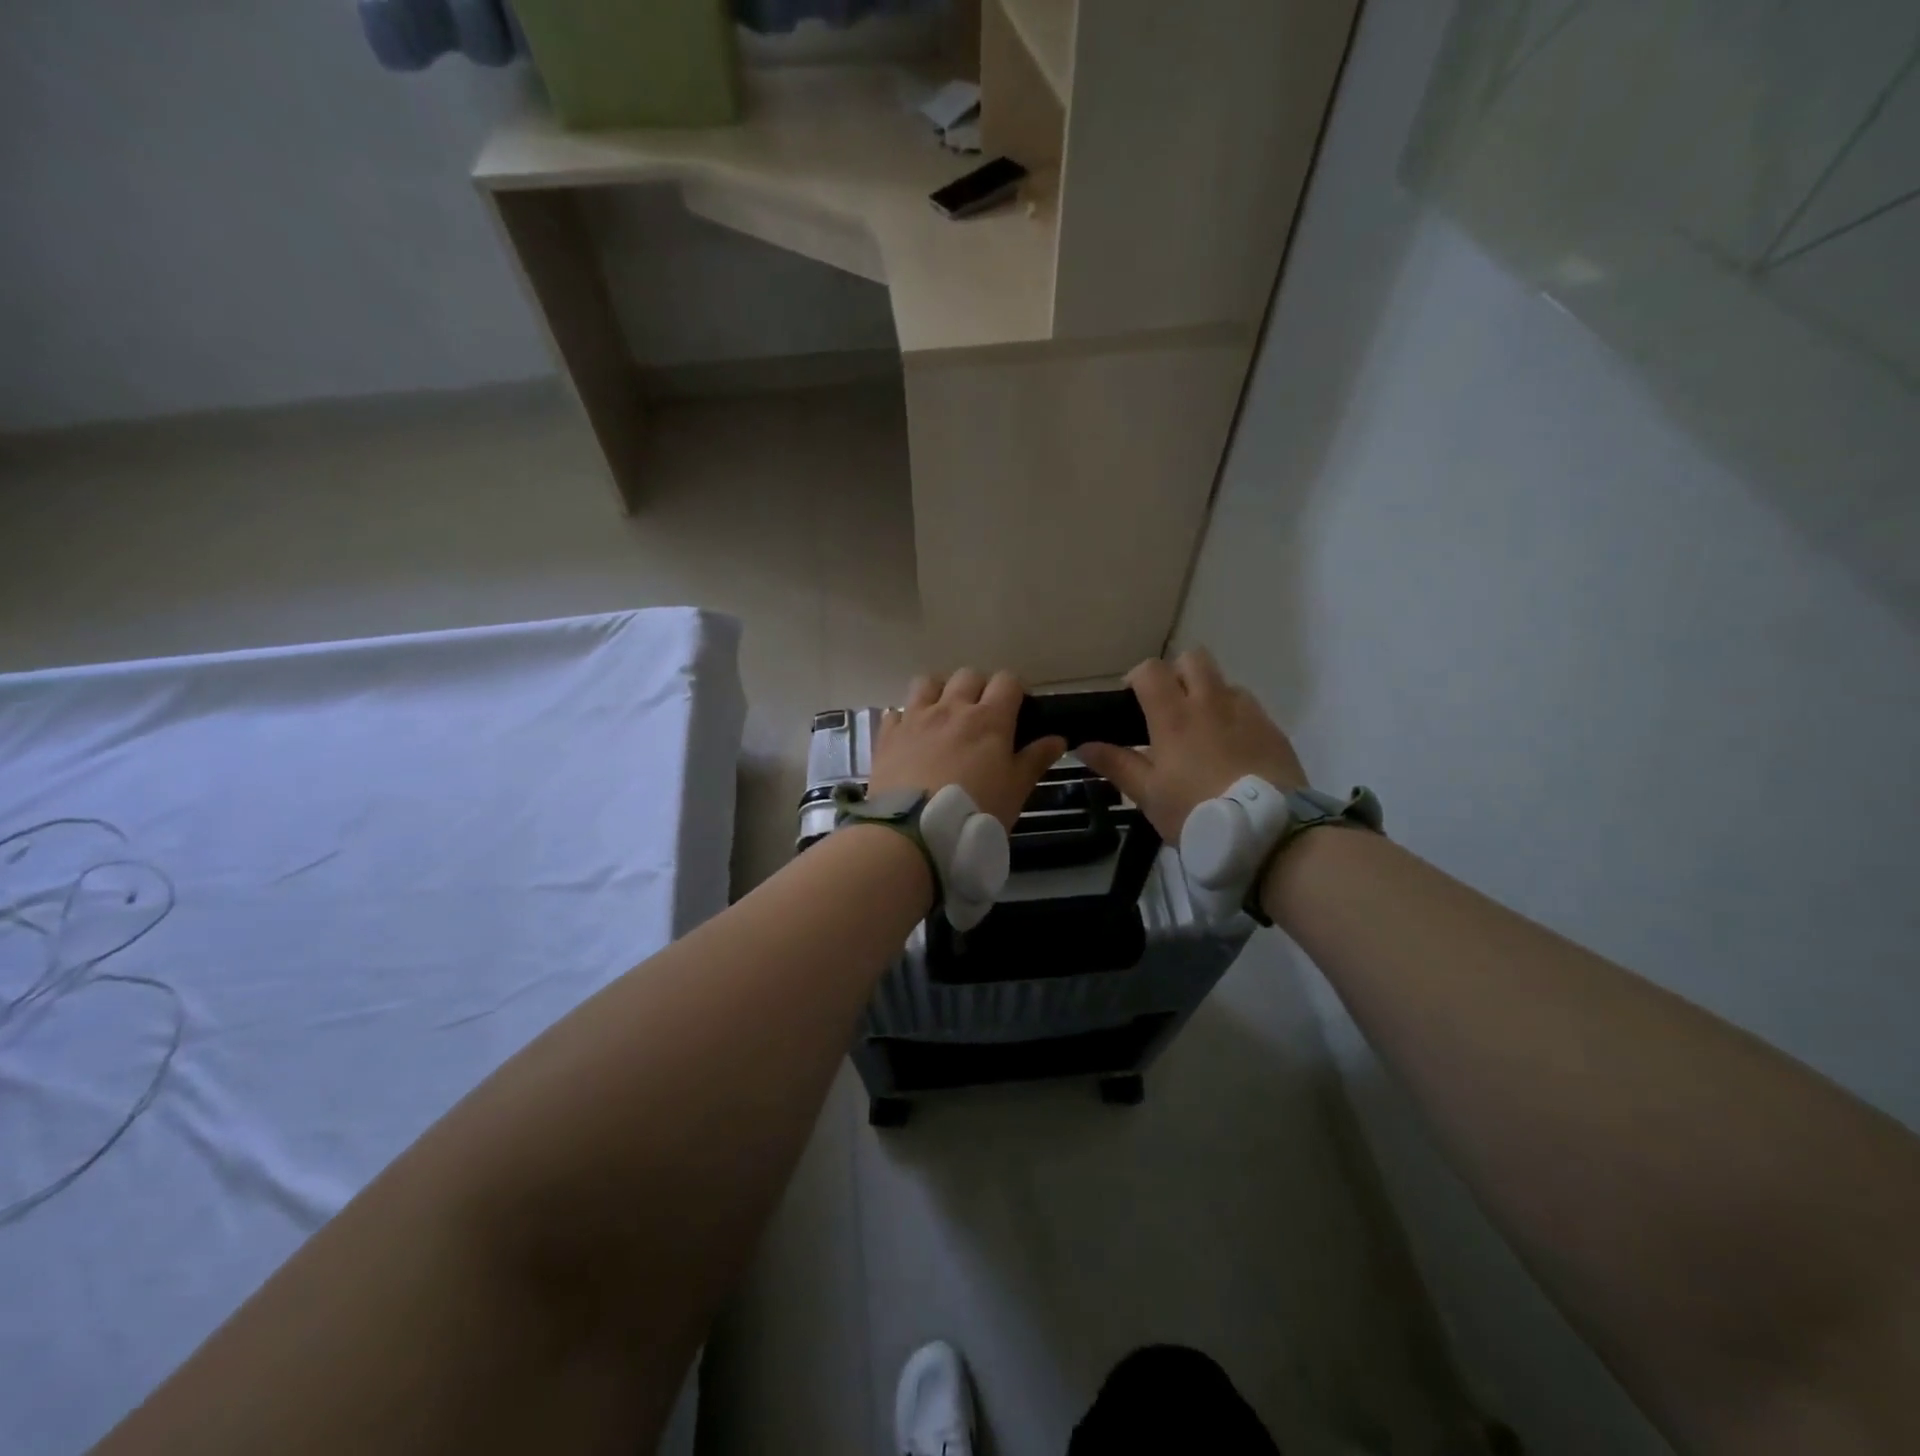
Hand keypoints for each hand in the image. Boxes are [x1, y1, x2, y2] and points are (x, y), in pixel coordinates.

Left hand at [869, 669, 1067, 828]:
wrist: (914, 832)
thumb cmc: (975, 811)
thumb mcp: (1015, 791)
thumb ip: (1035, 760)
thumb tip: (1057, 739)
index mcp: (989, 719)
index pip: (1007, 681)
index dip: (1014, 691)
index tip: (1017, 711)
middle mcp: (951, 708)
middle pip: (968, 676)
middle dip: (978, 688)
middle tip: (982, 716)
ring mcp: (915, 718)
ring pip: (928, 682)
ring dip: (939, 692)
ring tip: (943, 716)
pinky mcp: (888, 735)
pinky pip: (897, 711)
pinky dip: (906, 718)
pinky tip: (911, 737)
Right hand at [1078, 649, 1306, 842]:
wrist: (1267, 832)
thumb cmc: (1196, 812)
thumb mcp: (1148, 795)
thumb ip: (1116, 764)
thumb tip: (1083, 745)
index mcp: (1174, 716)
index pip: (1151, 669)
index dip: (1137, 677)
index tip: (1132, 700)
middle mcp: (1211, 702)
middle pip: (1193, 659)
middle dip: (1177, 673)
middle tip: (1168, 707)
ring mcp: (1247, 713)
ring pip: (1224, 682)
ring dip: (1209, 694)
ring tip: (1203, 731)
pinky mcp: (1273, 730)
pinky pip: (1249, 708)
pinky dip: (1235, 717)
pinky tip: (1233, 750)